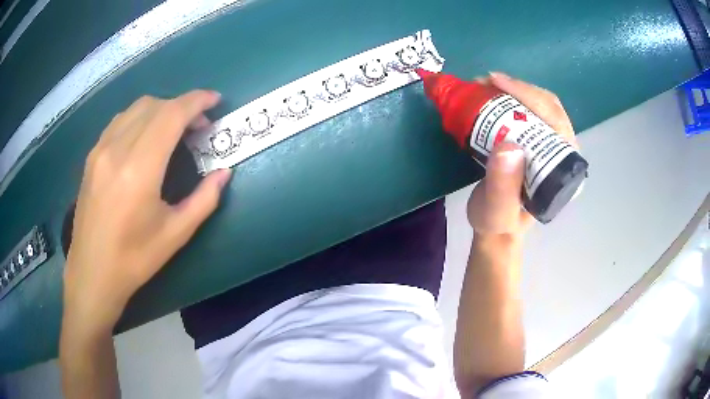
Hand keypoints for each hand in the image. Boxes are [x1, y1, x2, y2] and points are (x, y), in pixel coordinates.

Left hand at [63, 90, 231, 336]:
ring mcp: (100, 150)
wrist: (93, 273)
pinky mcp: (92, 156)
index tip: (215, 101)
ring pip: (135, 108)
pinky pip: (120, 121)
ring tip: (173, 129)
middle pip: (155, 105)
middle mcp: (117, 150)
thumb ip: (204, 200)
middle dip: (182, 106)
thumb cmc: (135, 259)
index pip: (171, 115)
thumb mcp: (175, 234)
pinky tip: (145, 137)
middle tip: (198, 126)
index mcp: (139, 169)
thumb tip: (224, 173)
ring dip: (161, 109)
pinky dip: (140, 117)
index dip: (196, 101)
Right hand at [467, 72, 577, 237]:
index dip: (528, 96)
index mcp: (564, 170)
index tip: (495, 83)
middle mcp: (564, 154)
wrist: (498, 229)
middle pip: (549, 108)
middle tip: (485, 82)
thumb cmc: (498, 222)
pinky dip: (511, 98)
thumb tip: (508, 146)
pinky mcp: (540, 143)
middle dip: (519, 88)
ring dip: (515, 90)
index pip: (554, 121)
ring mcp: (553, 147)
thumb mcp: (496, 211)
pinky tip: (493, 95)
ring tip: (486, 86)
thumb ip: (502, 187)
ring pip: (541, 106)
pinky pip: (530, 111)